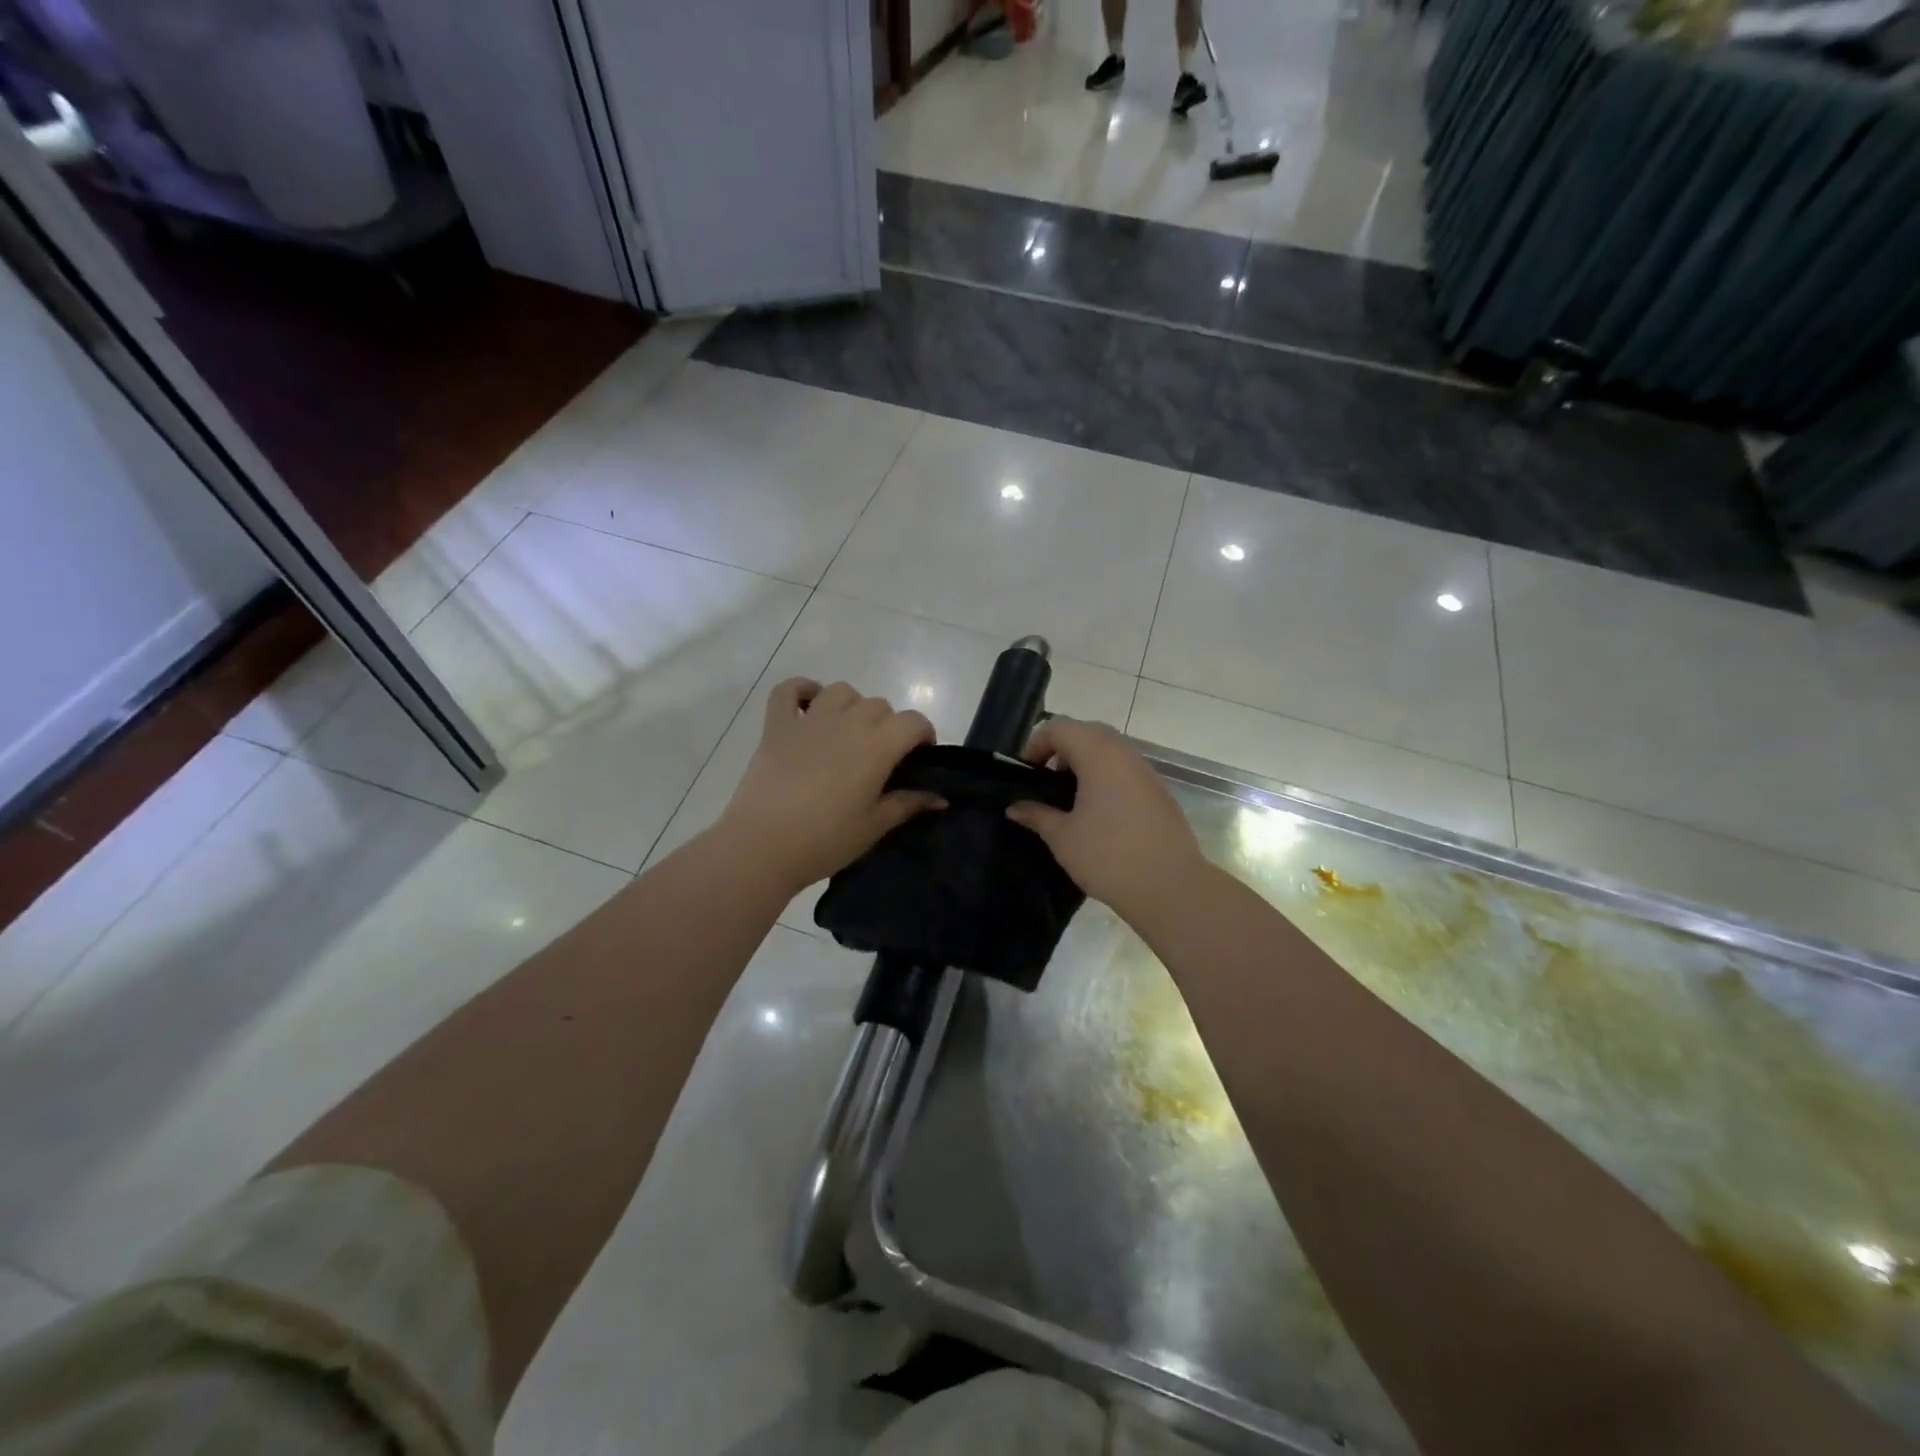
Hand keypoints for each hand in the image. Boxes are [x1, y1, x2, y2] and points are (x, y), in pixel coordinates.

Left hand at [716, 679, 939, 894]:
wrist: (762, 847)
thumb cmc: (825, 840)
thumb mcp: (874, 827)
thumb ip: (908, 804)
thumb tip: (941, 798)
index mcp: (876, 747)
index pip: (913, 721)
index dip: (923, 734)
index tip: (919, 757)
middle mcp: (847, 723)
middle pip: (879, 705)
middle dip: (888, 725)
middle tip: (881, 757)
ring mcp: (809, 720)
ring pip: (842, 691)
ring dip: (852, 705)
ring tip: (848, 732)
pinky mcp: (776, 726)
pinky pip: (788, 690)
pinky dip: (801, 690)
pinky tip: (808, 706)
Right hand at [1007, 718, 1208, 920]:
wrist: (1170, 886)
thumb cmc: (1108, 857)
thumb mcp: (1062, 837)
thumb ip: (1036, 814)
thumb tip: (1015, 807)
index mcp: (1098, 755)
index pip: (1060, 728)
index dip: (1036, 744)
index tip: (1025, 773)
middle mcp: (1124, 753)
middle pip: (1086, 732)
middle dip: (1061, 749)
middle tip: (1045, 781)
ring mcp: (1146, 770)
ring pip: (1109, 749)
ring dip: (1085, 763)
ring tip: (1069, 798)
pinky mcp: (1158, 790)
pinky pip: (1125, 769)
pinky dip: (1105, 776)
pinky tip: (1098, 812)